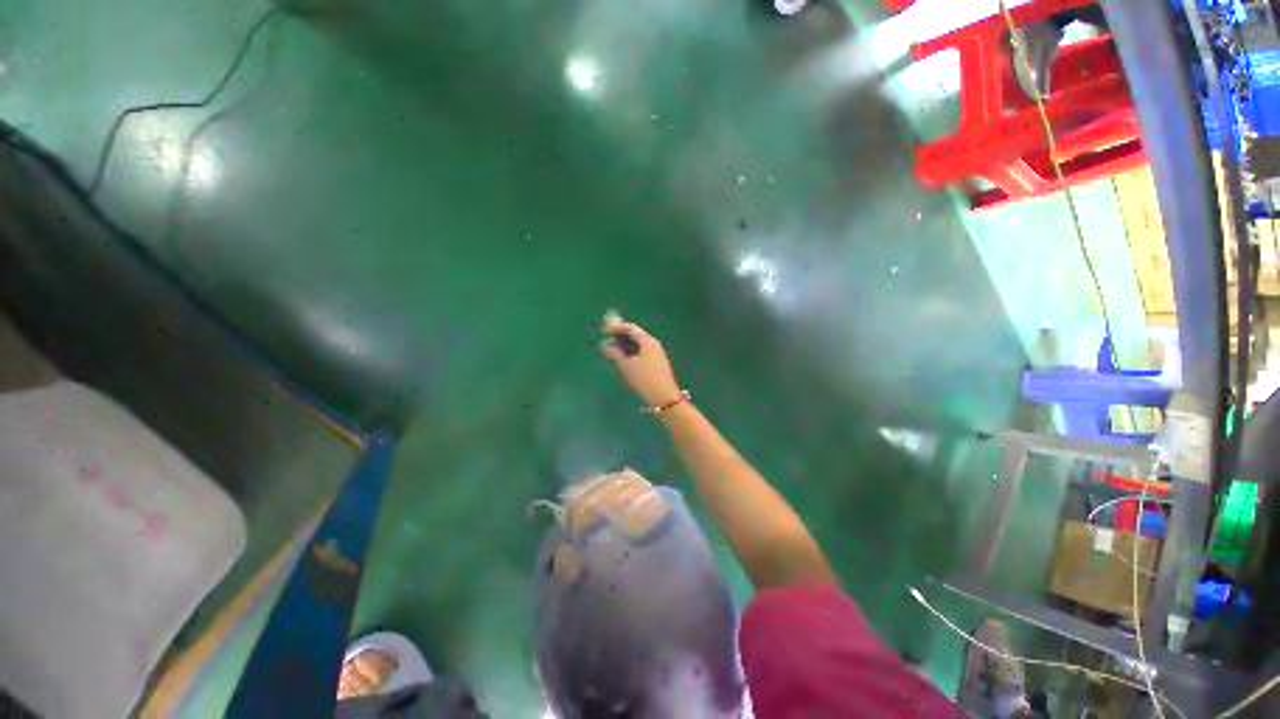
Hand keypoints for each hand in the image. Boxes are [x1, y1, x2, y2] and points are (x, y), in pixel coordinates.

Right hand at [600, 311, 682, 408]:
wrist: (664, 397)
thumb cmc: (644, 378)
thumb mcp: (626, 366)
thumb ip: (614, 354)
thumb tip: (605, 345)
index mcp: (648, 341)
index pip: (631, 329)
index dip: (617, 328)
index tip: (605, 331)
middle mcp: (654, 345)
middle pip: (636, 337)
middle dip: (621, 338)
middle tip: (608, 342)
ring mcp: (657, 355)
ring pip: (639, 347)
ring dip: (626, 348)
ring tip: (613, 354)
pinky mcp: (658, 365)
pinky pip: (642, 355)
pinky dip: (632, 355)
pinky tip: (624, 363)